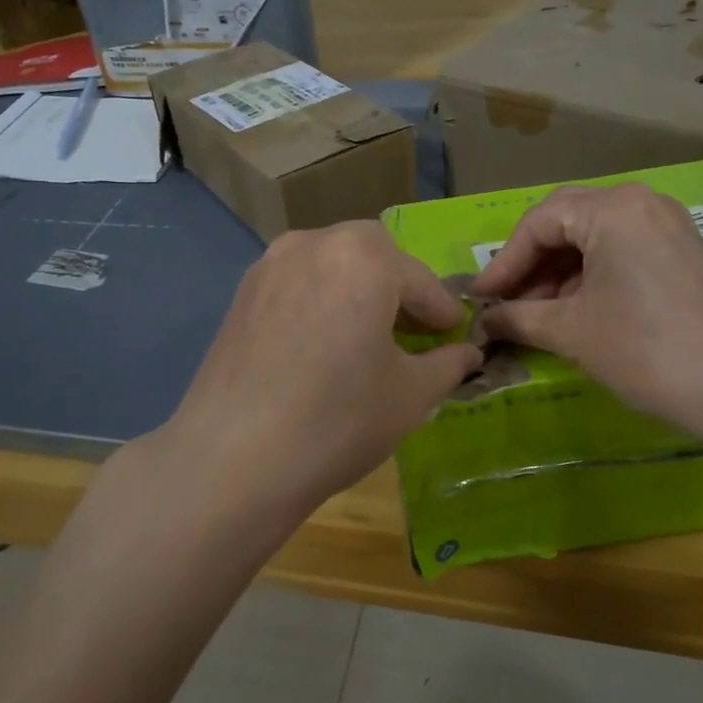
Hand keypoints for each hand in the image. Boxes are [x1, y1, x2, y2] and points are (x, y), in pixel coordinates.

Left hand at [156, 221, 482, 533]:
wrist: (234, 459)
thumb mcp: (410, 395)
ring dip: (357, 289)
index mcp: (363, 258)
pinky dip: (320, 299)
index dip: (442, 311)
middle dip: (398, 286)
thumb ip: (447, 364)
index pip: (419, 280)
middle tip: (411, 330)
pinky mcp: (241, 294)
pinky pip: (297, 282)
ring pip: (330, 263)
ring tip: (366, 336)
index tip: (454, 335)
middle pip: (372, 254)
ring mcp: (270, 265)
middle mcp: (313, 244)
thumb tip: (468, 354)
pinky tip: (322, 344)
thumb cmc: (339, 420)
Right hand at [473, 183, 702, 433]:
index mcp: (612, 208)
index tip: (480, 299)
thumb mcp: (570, 330)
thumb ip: (518, 318)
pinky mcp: (684, 252)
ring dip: (559, 274)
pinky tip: (576, 310)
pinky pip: (623, 251)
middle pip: (567, 222)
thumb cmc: (644, 349)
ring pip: (595, 238)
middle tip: (506, 304)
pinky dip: (591, 277)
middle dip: (531, 265)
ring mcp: (668, 225)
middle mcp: (641, 202)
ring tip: (537, 314)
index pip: (538, 222)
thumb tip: (485, 321)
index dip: (503, 262)